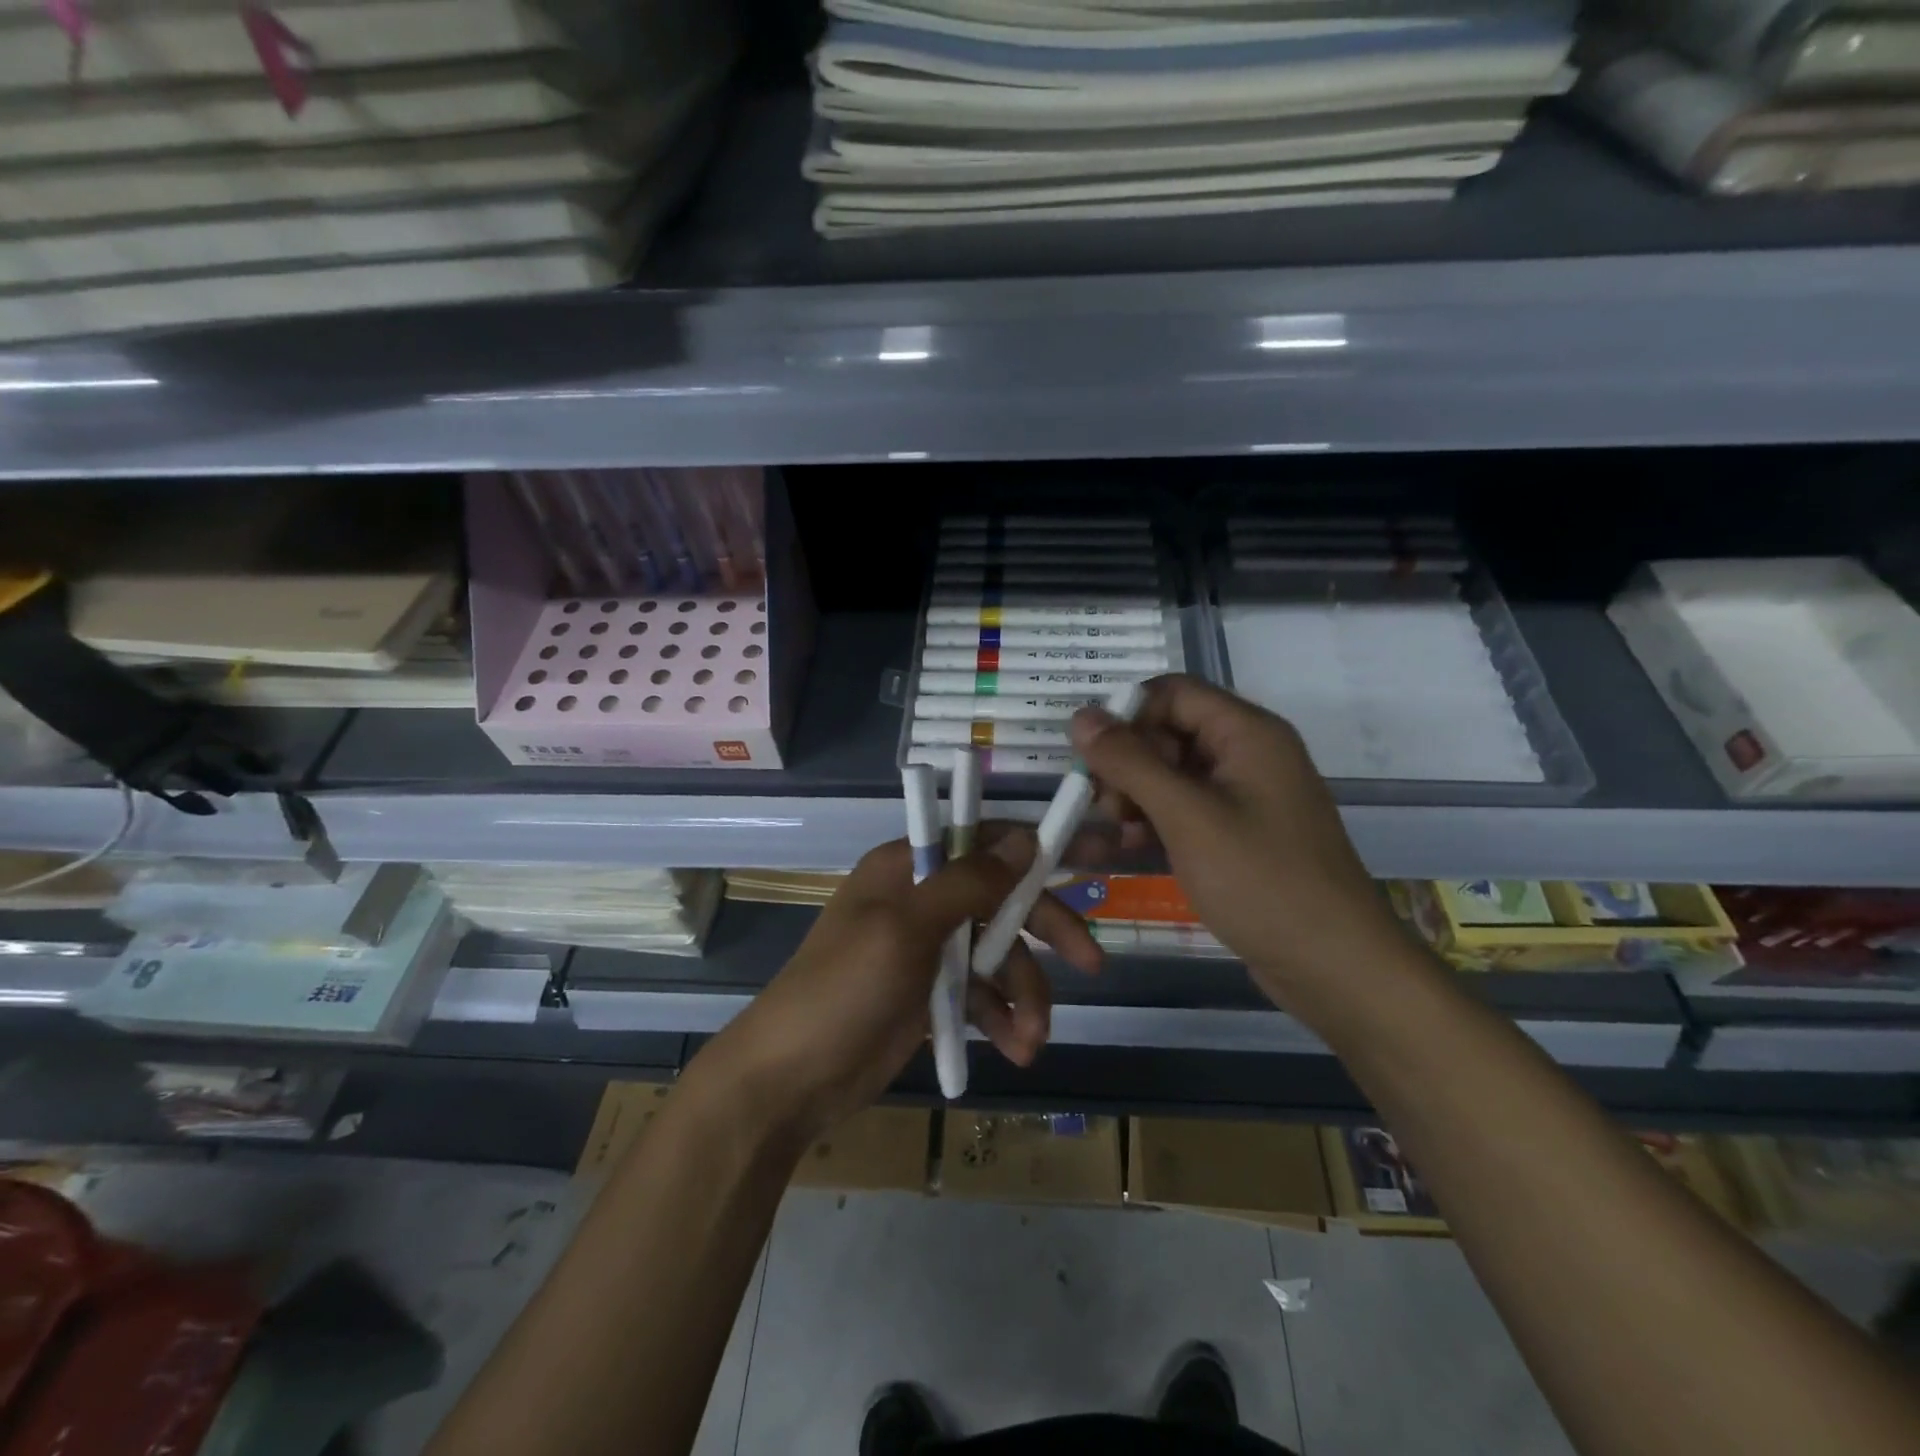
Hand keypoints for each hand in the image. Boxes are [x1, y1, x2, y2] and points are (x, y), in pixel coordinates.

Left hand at [705, 829, 1101, 1138]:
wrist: (791, 1080)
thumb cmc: (844, 990)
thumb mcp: (906, 929)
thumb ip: (968, 882)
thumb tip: (1024, 836)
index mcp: (909, 866)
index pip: (985, 839)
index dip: (1039, 845)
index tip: (1096, 853)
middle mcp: (923, 898)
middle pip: (1003, 899)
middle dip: (1046, 932)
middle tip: (1091, 963)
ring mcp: (929, 947)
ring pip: (999, 954)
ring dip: (1025, 994)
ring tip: (1033, 1039)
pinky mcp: (933, 993)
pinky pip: (983, 994)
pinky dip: (1003, 1018)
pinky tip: (1016, 1048)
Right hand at [1069, 674, 1411, 1007]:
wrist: (1335, 967)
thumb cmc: (1262, 881)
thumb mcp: (1187, 817)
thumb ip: (1130, 763)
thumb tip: (1080, 716)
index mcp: (1247, 733)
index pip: (1173, 692)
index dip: (1127, 714)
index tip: (1090, 756)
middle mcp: (1247, 754)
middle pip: (1169, 731)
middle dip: (1127, 762)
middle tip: (1102, 805)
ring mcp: (1244, 797)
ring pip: (1171, 774)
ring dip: (1134, 795)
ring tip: (1113, 832)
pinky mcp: (1238, 834)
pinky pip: (1185, 810)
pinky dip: (1154, 822)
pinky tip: (1128, 848)